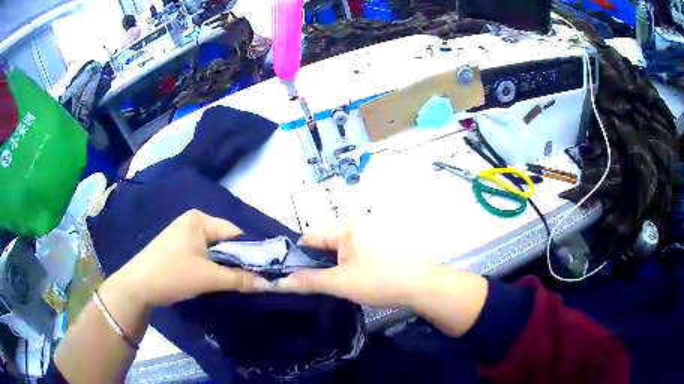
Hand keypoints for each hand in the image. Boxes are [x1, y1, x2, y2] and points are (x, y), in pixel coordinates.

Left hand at [106, 210, 268, 308]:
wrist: (137, 286)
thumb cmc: (173, 275)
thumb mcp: (209, 278)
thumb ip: (240, 279)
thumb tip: (269, 283)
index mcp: (200, 219)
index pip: (235, 233)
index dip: (248, 253)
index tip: (258, 273)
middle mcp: (192, 220)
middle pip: (224, 241)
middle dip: (233, 261)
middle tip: (242, 281)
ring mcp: (182, 233)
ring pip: (213, 249)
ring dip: (221, 265)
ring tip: (223, 282)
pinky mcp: (176, 246)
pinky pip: (201, 253)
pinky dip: (208, 266)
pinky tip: (207, 279)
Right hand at [275, 217, 439, 307]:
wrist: (423, 285)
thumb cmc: (379, 280)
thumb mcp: (340, 283)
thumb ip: (308, 281)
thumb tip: (281, 282)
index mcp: (346, 226)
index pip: (310, 237)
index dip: (300, 257)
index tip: (298, 276)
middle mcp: (359, 221)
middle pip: (327, 240)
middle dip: (321, 261)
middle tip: (325, 282)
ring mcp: (375, 229)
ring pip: (344, 246)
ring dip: (338, 262)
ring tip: (344, 281)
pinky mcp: (386, 240)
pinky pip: (360, 248)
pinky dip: (354, 261)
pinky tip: (362, 276)